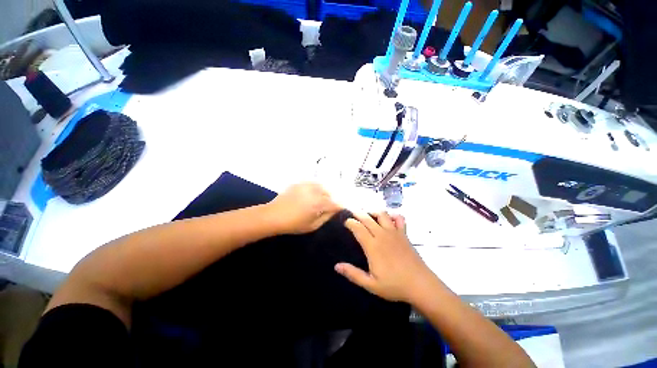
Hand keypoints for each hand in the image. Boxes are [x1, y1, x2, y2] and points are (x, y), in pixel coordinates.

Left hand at [266, 183, 341, 234]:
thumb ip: (326, 217)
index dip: (339, 208)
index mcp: (319, 204)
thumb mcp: (312, 225)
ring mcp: (307, 186)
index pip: (335, 204)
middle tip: (326, 208)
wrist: (273, 215)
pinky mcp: (299, 183)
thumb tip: (334, 211)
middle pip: (329, 194)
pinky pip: (312, 183)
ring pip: (321, 187)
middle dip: (330, 200)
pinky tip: (310, 194)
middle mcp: (315, 192)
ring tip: (318, 200)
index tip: (338, 211)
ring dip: (323, 193)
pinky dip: (314, 188)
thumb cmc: (293, 224)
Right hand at [335, 212, 434, 302]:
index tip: (346, 222)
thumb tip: (336, 266)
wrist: (421, 285)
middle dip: (358, 213)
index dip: (350, 222)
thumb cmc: (394, 285)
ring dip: (373, 211)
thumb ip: (353, 274)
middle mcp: (382, 235)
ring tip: (369, 214)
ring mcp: (394, 233)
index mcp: (372, 246)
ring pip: (382, 214)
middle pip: (367, 218)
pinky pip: (399, 218)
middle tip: (352, 212)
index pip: (358, 228)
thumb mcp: (371, 284)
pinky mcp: (404, 234)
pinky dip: (393, 215)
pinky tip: (390, 219)